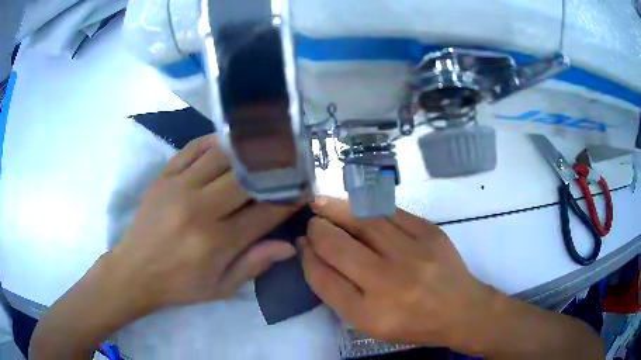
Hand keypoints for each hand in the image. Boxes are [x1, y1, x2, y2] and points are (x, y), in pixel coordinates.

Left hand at [31, 135, 301, 359]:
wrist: (134, 271)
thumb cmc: (179, 284)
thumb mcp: (220, 288)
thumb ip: (254, 265)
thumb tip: (289, 246)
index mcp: (216, 242)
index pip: (264, 212)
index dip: (288, 199)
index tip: (303, 189)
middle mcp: (199, 209)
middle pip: (246, 178)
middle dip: (273, 169)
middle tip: (288, 164)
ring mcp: (178, 188)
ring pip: (221, 156)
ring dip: (247, 151)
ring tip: (264, 148)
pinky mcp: (163, 177)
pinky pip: (192, 148)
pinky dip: (213, 142)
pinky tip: (228, 142)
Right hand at [299, 197, 496, 351]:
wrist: (461, 310)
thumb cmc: (412, 323)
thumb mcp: (370, 323)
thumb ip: (338, 292)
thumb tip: (314, 254)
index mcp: (370, 314)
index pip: (324, 279)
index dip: (308, 257)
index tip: (303, 244)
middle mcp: (390, 283)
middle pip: (338, 247)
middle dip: (317, 229)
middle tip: (312, 221)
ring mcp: (413, 254)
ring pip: (363, 221)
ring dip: (337, 208)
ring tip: (322, 203)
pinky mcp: (430, 232)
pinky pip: (390, 211)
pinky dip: (366, 205)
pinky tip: (355, 204)